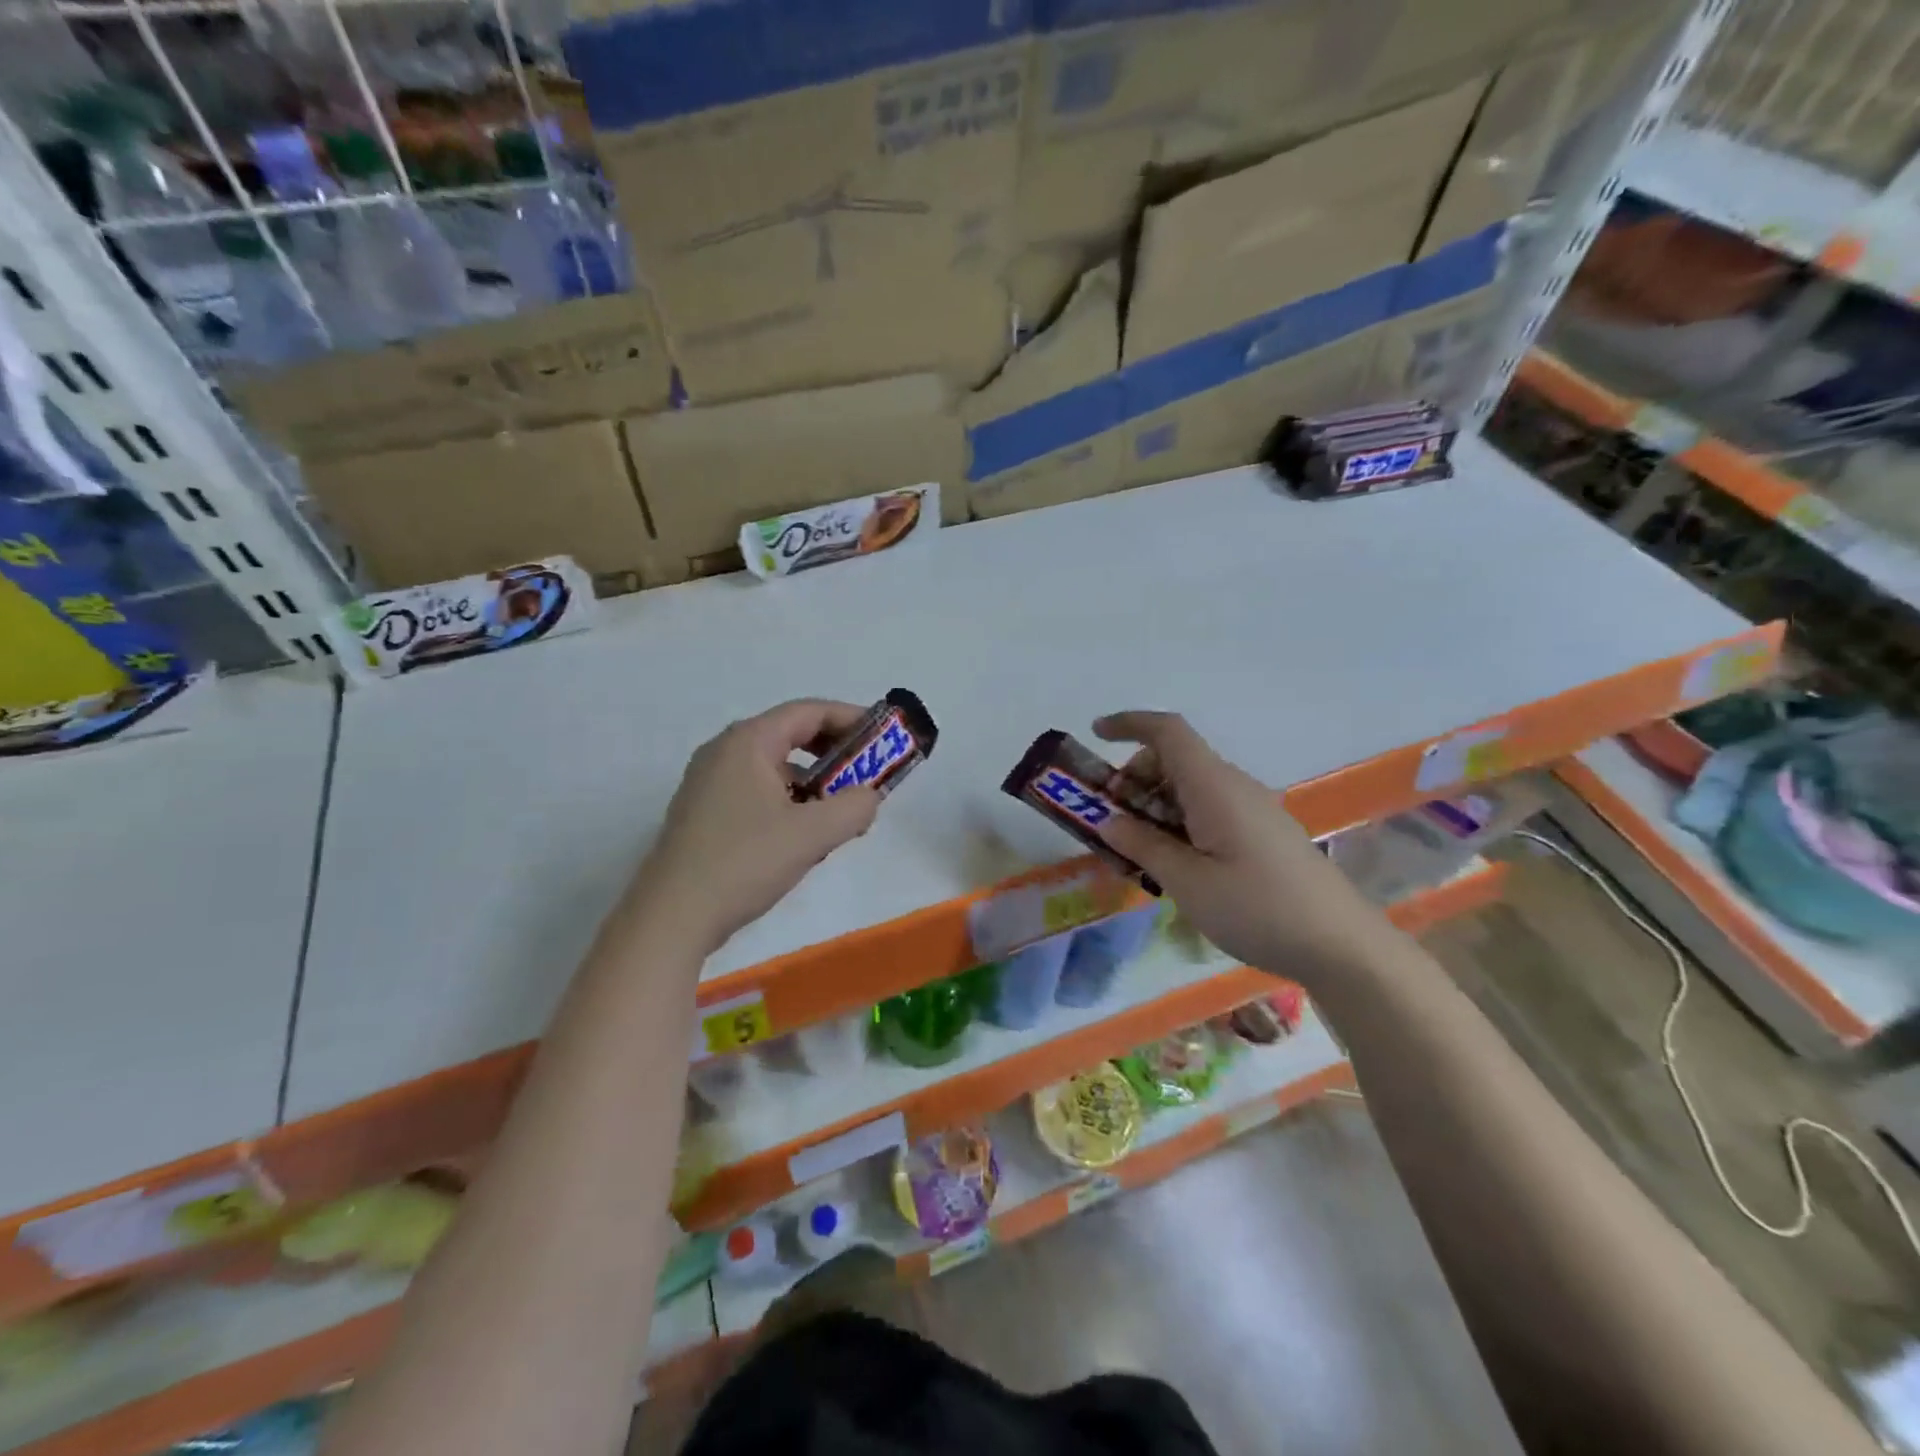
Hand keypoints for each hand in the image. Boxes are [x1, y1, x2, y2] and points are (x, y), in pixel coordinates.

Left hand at [630, 700, 881, 955]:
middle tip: (866, 776)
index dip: (850, 719)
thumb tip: (870, 796)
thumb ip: (855, 808)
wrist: (671, 918)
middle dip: (834, 755)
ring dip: (813, 784)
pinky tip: (804, 838)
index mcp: (748, 742)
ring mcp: (709, 782)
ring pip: (775, 768)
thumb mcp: (812, 834)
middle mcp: (724, 752)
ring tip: (840, 816)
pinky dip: (789, 802)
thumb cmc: (743, 863)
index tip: (883, 738)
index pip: (809, 712)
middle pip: (791, 736)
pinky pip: (758, 791)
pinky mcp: (704, 812)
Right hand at [1092, 711, 1387, 981]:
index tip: (1095, 734)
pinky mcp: (1263, 832)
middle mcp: (1234, 786)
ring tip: (1138, 853)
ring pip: (1191, 787)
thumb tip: (1108, 820)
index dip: (1129, 724)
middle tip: (1111, 822)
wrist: (1342, 946)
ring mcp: (1253, 809)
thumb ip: (1144, 845)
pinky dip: (1180, 822)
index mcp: (1214, 787)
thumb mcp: (1187, 882)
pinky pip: (1210, 810)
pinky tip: (1175, 865)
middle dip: (1135, 779)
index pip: (1168, 732)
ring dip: (1155, 806)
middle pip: (1175, 760)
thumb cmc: (1258, 909)